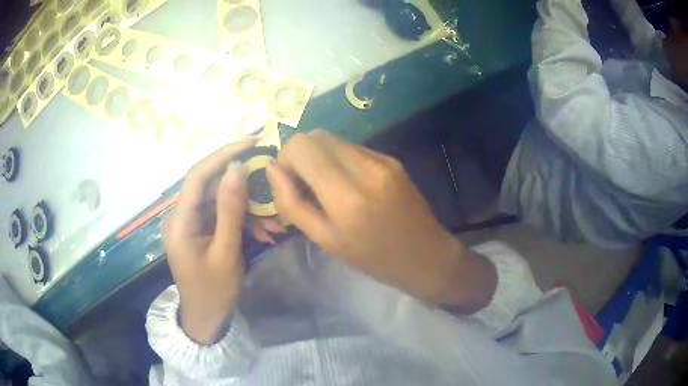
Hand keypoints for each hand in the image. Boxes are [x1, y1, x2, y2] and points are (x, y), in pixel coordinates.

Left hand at [162, 138, 255, 343]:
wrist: (206, 318)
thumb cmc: (214, 291)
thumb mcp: (226, 253)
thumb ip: (230, 210)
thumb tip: (237, 169)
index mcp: (180, 220)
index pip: (198, 174)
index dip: (223, 154)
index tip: (251, 141)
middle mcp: (181, 215)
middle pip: (210, 183)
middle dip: (241, 179)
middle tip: (269, 172)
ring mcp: (191, 222)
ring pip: (219, 199)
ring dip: (247, 204)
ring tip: (273, 218)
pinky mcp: (201, 229)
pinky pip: (222, 214)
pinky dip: (243, 218)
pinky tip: (263, 230)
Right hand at [266, 131, 495, 311]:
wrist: (426, 256)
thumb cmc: (373, 259)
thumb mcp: (326, 241)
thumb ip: (292, 204)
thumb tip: (272, 169)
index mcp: (346, 196)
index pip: (302, 146)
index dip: (286, 158)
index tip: (289, 182)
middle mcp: (365, 168)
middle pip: (316, 135)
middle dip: (300, 154)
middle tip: (304, 184)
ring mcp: (382, 160)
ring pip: (334, 138)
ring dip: (320, 156)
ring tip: (326, 186)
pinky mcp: (392, 159)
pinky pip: (353, 148)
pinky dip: (339, 159)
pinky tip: (348, 184)